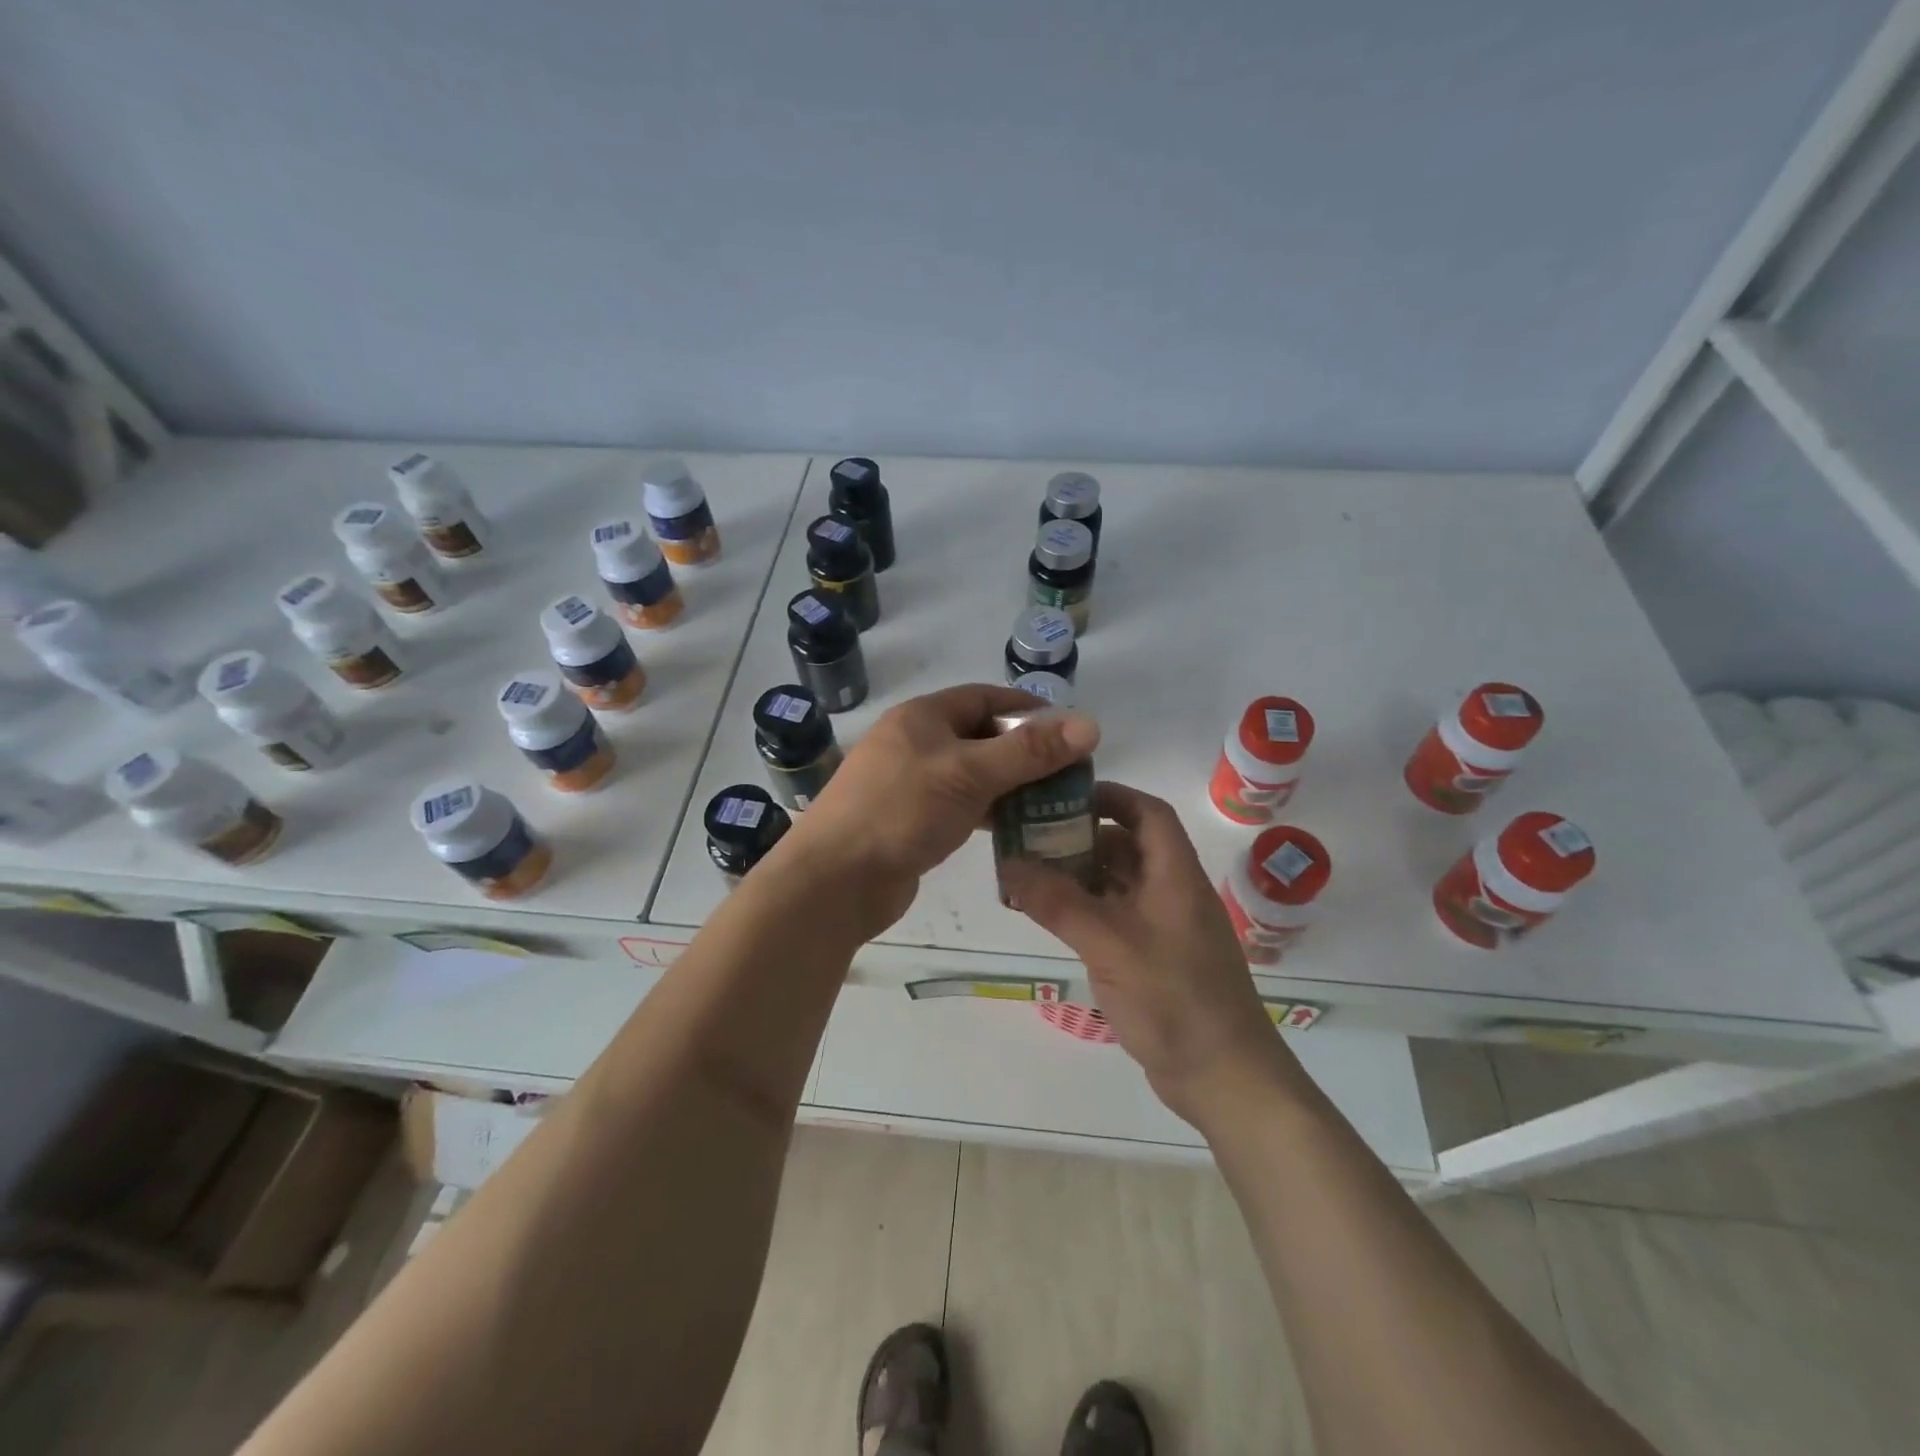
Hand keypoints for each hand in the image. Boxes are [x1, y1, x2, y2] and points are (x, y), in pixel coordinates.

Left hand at [787, 684, 1100, 938]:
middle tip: (1068, 773)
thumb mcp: (969, 774)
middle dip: (1023, 752)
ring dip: (1008, 784)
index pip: (984, 697)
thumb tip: (1091, 724)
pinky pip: (958, 806)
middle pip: (980, 736)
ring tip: (1052, 802)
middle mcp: (914, 743)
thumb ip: (1030, 752)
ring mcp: (909, 784)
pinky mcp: (909, 821)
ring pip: (971, 774)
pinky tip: (1015, 828)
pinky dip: (987, 812)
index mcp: (922, 717)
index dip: (1027, 708)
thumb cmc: (901, 811)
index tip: (1068, 729)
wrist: (835, 880)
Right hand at [999, 782, 1303, 1126]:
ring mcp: (1165, 928)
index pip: (1148, 812)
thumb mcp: (1109, 944)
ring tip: (1031, 876)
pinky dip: (1086, 911)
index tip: (1063, 797)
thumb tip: (1009, 863)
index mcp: (1175, 875)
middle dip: (1082, 837)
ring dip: (1080, 876)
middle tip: (1032, 838)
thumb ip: (1057, 902)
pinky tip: (1053, 919)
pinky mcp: (1155, 959)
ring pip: (1119, 884)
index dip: (1111, 796)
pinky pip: (1116, 918)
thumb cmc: (1174, 998)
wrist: (1223, 1077)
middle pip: (1129, 846)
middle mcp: (1172, 893)